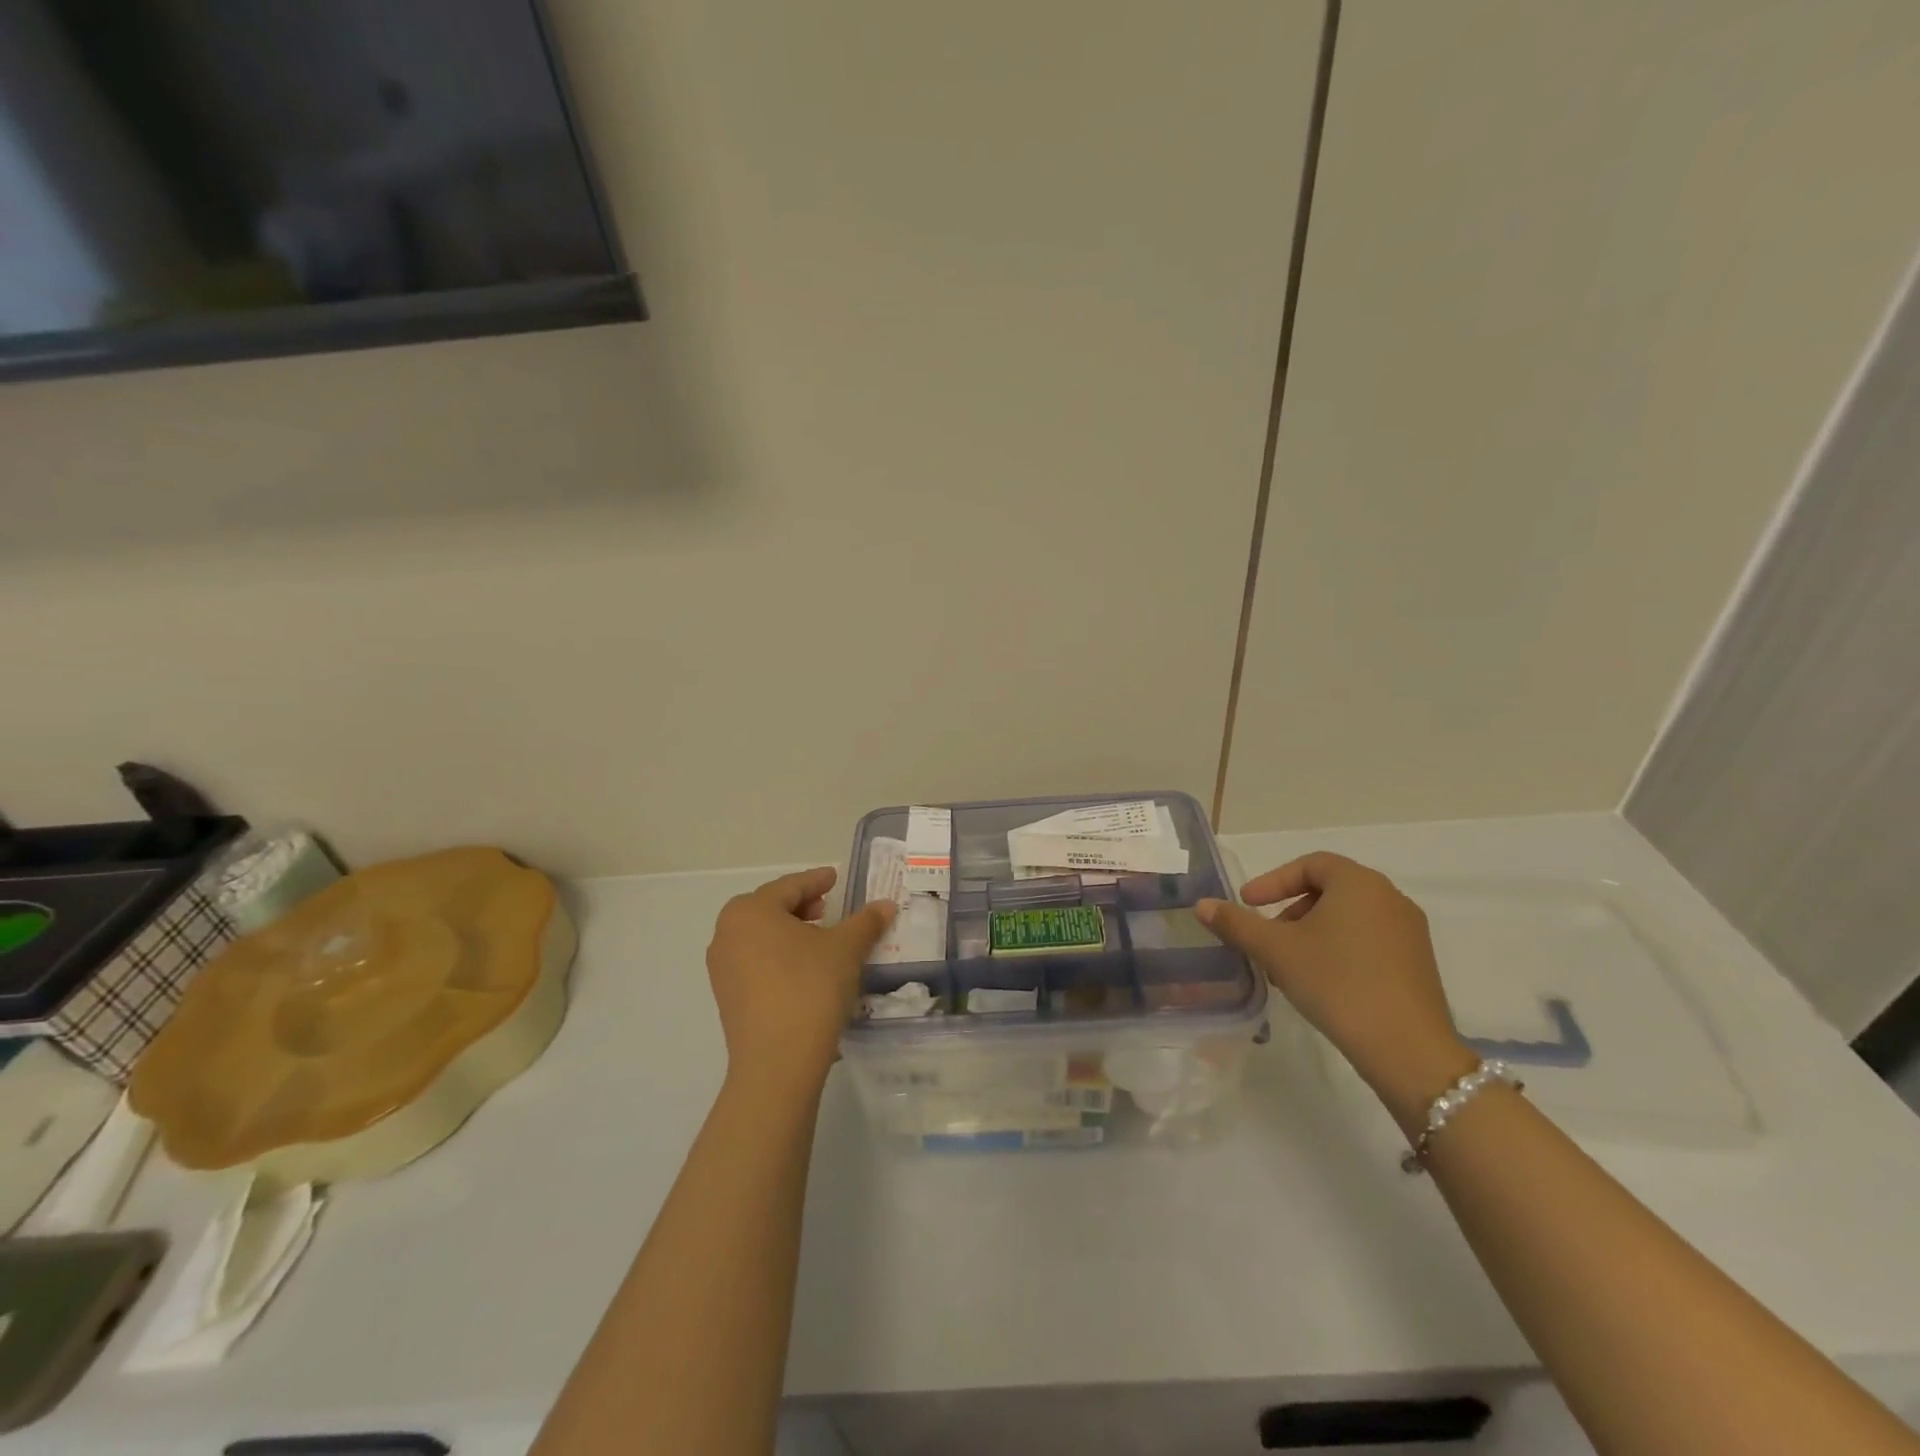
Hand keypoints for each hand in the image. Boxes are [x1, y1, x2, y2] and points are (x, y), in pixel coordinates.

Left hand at [706, 867, 896, 1091]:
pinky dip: (778, 955)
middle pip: (770, 908)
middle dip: (801, 906)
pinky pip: (754, 961)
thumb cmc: (811, 988)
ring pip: (760, 936)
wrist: (778, 1061)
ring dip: (789, 931)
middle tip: (828, 908)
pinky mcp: (726, 996)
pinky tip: (803, 968)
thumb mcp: (846, 949)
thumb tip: (886, 905)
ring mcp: (722, 967)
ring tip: (819, 939)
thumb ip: (866, 922)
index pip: (790, 886)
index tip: (834, 877)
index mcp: (751, 911)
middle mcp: (728, 933)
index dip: (816, 881)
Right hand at [1196, 853, 1475, 1130]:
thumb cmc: (1337, 983)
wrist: (1407, 1049)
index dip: (1273, 881)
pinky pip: (1368, 940)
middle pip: (1329, 890)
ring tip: (1288, 966)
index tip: (1248, 904)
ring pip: (1348, 918)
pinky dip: (1338, 949)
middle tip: (1267, 938)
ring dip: (1312, 933)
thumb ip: (1236, 923)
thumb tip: (1202, 905)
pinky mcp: (1418, 963)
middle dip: (1290, 910)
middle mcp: (1389, 897)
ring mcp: (1409, 931)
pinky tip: (1321, 983)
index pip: (1310, 864)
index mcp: (1358, 883)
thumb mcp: (1276, 950)